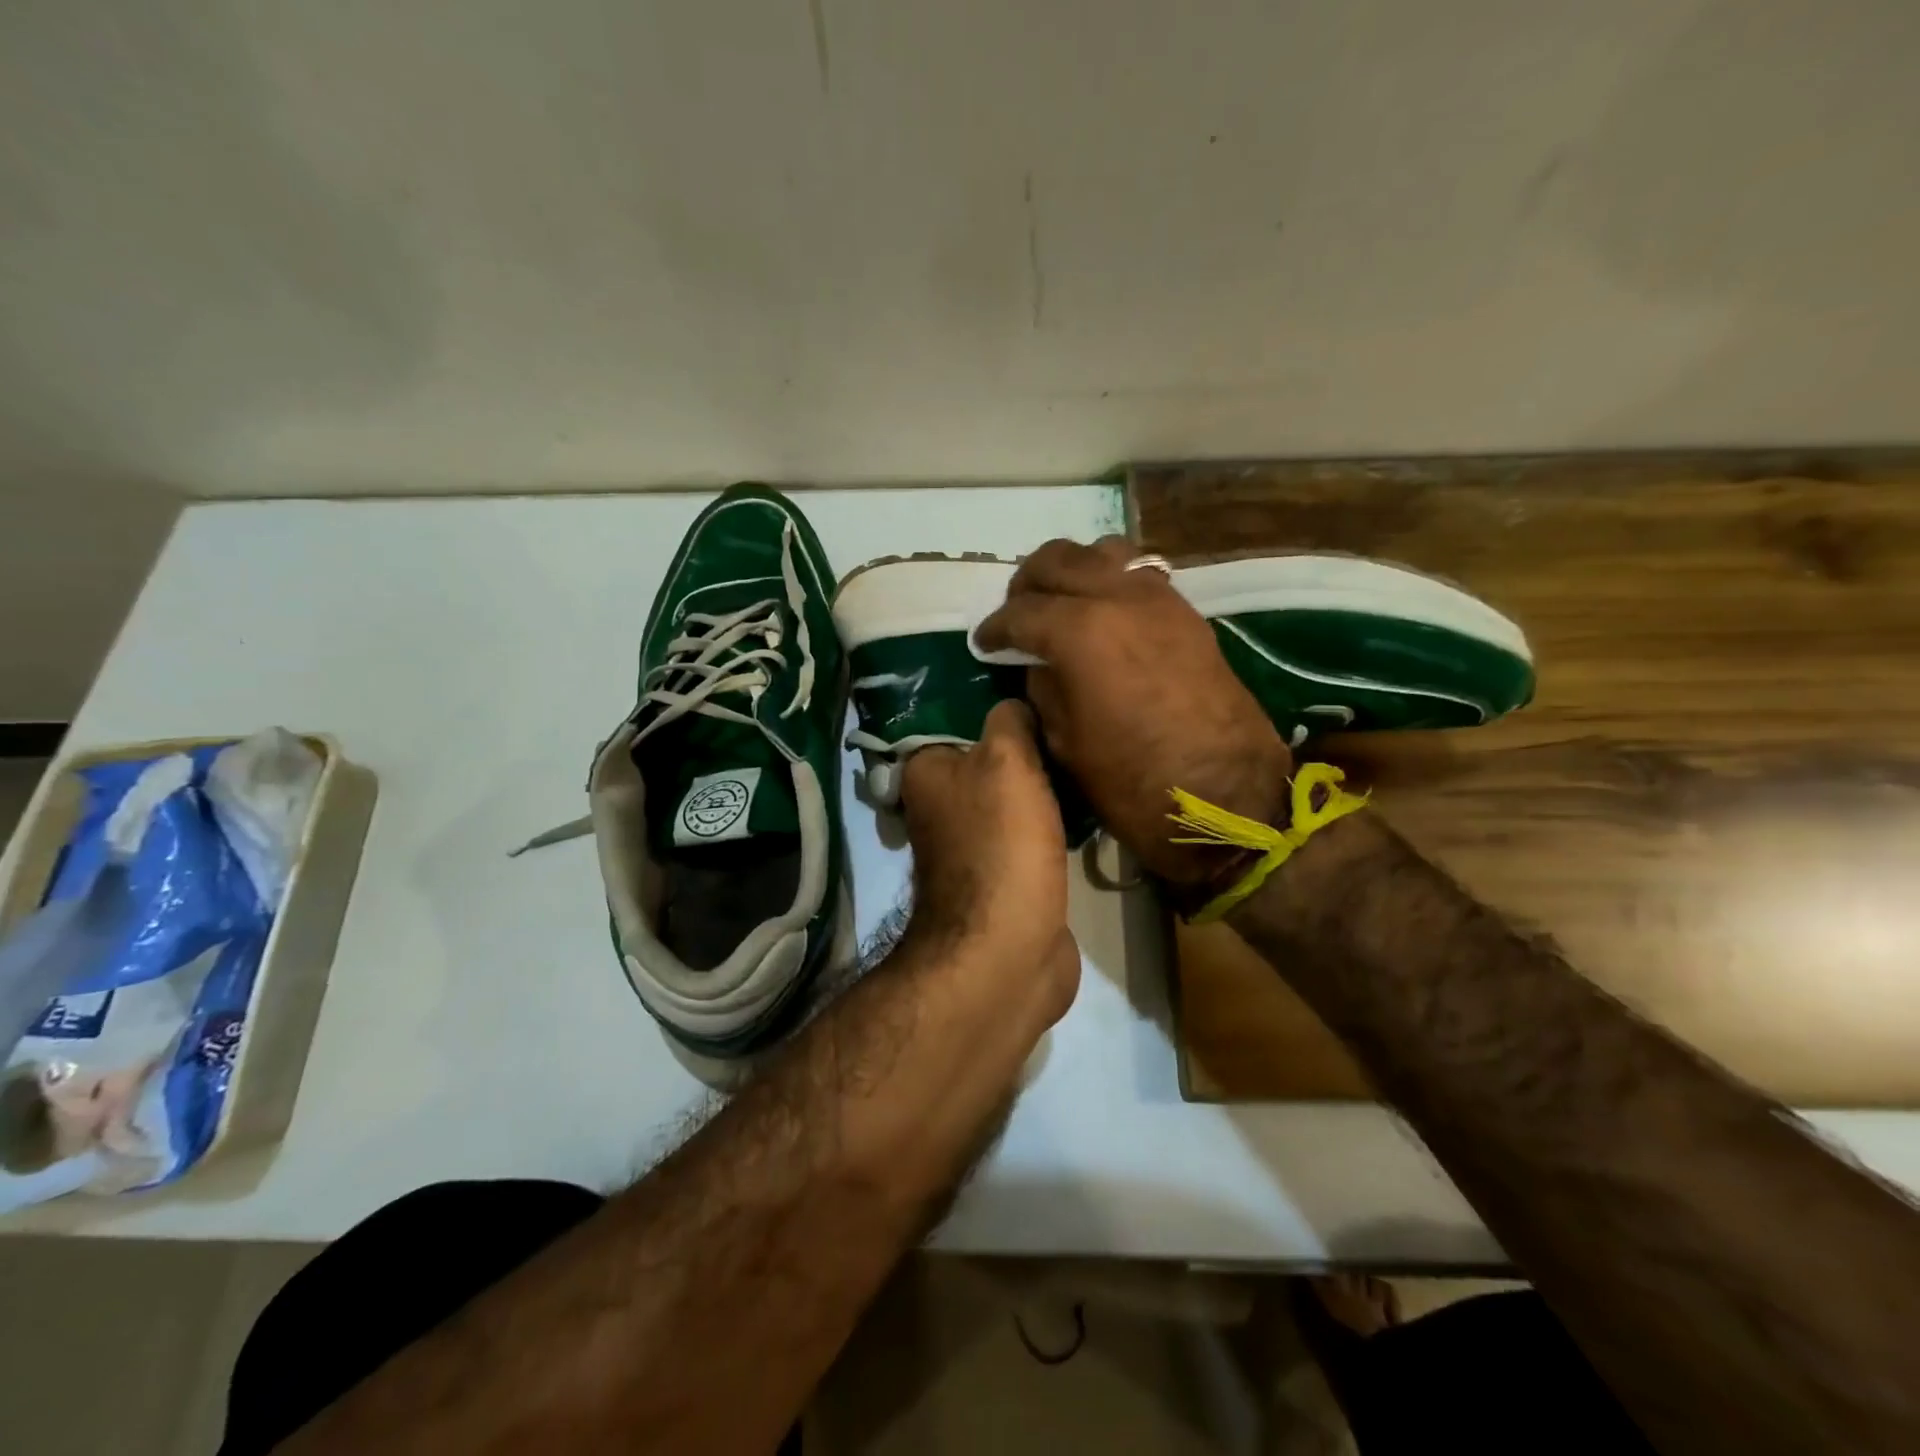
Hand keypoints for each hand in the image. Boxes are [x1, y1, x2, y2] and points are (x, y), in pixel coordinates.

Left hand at [897, 700, 1079, 1024]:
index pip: (958, 719)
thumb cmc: (1001, 843)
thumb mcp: (1006, 760)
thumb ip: (1009, 721)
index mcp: (926, 773)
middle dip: (1028, 747)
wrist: (1009, 949)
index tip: (1040, 690)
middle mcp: (941, 806)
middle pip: (991, 759)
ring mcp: (973, 844)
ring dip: (1045, 786)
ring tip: (1086, 756)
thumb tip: (1014, 705)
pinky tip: (1087, 804)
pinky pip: (1032, 832)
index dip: (996, 706)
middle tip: (1074, 722)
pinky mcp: (1005, 875)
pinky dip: (1053, 822)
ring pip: (1014, 797)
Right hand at [976, 537, 1292, 886]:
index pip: (1020, 612)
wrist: (1227, 797)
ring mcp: (1159, 599)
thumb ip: (1044, 688)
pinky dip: (1110, 580)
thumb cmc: (1133, 782)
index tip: (983, 643)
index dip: (995, 628)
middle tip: (1016, 615)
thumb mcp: (1065, 742)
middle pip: (1058, 560)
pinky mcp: (1187, 613)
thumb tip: (1039, 664)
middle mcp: (1118, 598)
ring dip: (1072, 570)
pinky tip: (1102, 612)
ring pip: (1103, 553)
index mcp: (1080, 631)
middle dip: (1027, 584)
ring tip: (1060, 603)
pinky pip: (1138, 575)